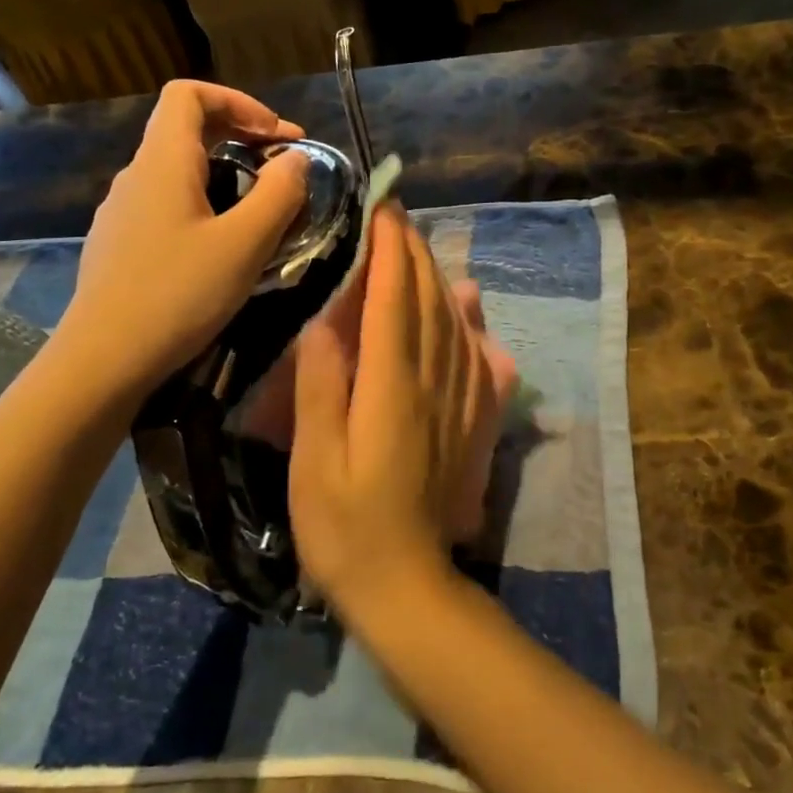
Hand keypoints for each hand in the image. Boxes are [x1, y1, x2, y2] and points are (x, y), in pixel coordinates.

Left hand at [59, 81, 308, 405]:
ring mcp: (123, 211)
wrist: (103, 360)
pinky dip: (205, 205)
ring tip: (263, 212)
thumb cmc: (178, 294)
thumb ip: (279, 194)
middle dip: (242, 138)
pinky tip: (224, 248)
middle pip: (187, 129)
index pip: (190, 94)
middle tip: (286, 170)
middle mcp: (136, 176)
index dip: (240, 102)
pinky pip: (168, 204)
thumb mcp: (245, 244)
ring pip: (179, 171)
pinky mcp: (120, 244)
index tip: (278, 137)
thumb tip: (296, 160)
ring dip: (227, 175)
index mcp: (162, 161)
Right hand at [290, 205, 504, 619]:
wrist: (404, 583)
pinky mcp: (470, 422)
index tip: (381, 209)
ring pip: (456, 322)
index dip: (389, 249)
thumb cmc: (343, 525)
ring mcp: (459, 401)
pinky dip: (471, 323)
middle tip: (395, 216)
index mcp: (392, 386)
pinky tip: (469, 307)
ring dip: (438, 278)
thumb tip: (328, 319)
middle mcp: (434, 381)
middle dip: (413, 252)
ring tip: (420, 248)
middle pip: (429, 301)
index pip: (393, 298)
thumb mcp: (315, 458)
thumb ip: (322, 384)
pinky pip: (477, 357)